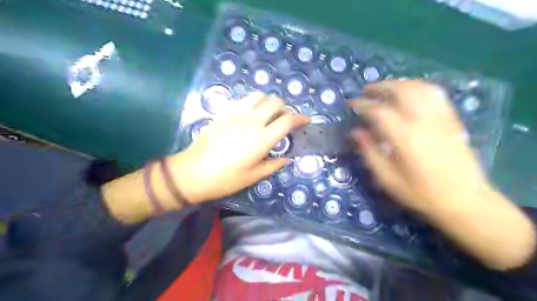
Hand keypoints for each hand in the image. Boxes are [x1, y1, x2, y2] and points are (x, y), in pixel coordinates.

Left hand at [167, 92, 310, 203]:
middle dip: (286, 109)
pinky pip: (243, 99)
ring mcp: (236, 114)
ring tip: (269, 114)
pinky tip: (251, 113)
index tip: (307, 120)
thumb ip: (273, 165)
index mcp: (262, 139)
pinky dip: (253, 102)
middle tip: (285, 120)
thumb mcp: (253, 177)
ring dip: (269, 102)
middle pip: (276, 103)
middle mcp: (252, 122)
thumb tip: (287, 158)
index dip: (301, 118)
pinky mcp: (224, 113)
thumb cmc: (225, 179)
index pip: (287, 121)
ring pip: (259, 96)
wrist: (192, 172)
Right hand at [346, 79, 489, 212]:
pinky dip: (418, 87)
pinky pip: (435, 94)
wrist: (466, 201)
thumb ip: (369, 153)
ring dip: (398, 83)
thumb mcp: (388, 180)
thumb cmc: (421, 194)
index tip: (351, 104)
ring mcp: (441, 118)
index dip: (362, 104)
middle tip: (366, 91)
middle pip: (401, 91)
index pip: (379, 111)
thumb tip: (355, 132)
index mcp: (405, 138)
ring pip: (419, 88)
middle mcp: (424, 122)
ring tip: (385, 89)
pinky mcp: (452, 120)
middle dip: (380, 87)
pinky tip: (409, 92)